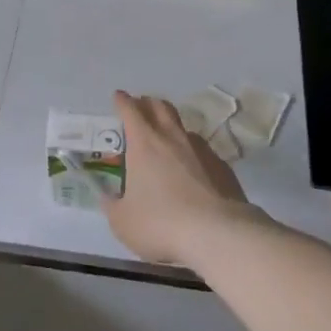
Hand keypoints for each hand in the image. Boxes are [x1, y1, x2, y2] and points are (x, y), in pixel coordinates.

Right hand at [104, 91, 258, 267]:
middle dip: (148, 103)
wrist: (218, 234)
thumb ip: (112, 206)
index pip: (130, 110)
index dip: (122, 101)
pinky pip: (203, 151)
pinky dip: (193, 153)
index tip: (118, 96)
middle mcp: (173, 138)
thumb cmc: (161, 223)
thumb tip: (108, 197)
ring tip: (167, 139)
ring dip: (172, 127)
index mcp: (144, 143)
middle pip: (161, 107)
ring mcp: (202, 150)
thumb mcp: (123, 221)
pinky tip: (193, 169)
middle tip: (142, 107)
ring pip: (184, 128)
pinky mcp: (222, 167)